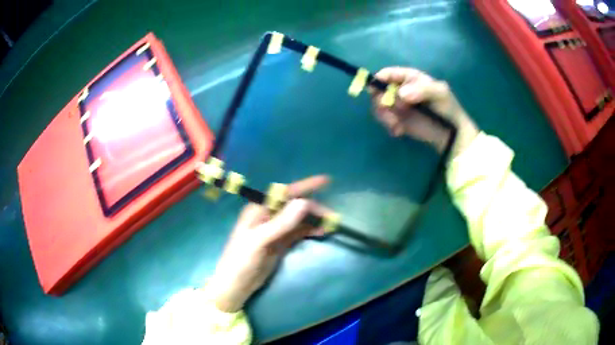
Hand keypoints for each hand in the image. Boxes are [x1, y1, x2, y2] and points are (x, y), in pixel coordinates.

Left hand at [207, 175, 329, 311]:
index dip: (305, 186)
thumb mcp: (259, 241)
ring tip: (331, 224)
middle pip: (295, 206)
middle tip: (332, 217)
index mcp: (259, 209)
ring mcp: (275, 230)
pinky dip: (310, 230)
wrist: (236, 285)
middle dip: (313, 208)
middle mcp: (268, 216)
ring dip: (314, 219)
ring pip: (299, 219)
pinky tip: (321, 232)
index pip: (285, 193)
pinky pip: (298, 232)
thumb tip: (304, 202)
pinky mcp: (280, 242)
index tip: (326, 181)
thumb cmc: (241, 260)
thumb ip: (281, 223)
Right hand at [372, 67, 479, 157]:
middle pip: (378, 90)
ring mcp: (397, 105)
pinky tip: (399, 132)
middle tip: (387, 109)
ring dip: (384, 116)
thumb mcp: (439, 93)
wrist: (451, 132)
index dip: (379, 79)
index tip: (375, 90)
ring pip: (379, 107)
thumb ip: (422, 90)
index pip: (388, 74)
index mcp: (409, 78)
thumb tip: (401, 94)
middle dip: (380, 101)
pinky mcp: (397, 120)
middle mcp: (399, 89)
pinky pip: (385, 121)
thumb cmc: (447, 107)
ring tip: (396, 125)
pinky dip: (389, 126)